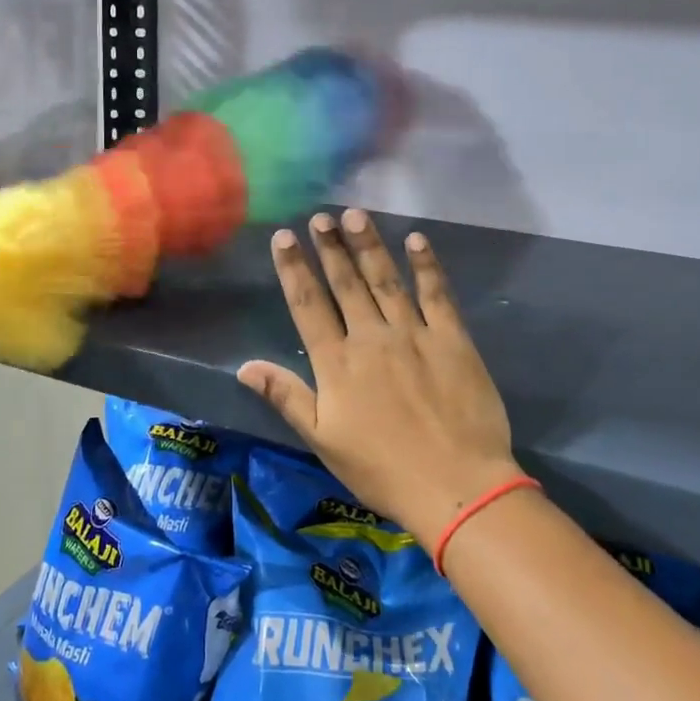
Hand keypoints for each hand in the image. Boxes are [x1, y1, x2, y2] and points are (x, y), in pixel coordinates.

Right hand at [237, 210, 522, 544]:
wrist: (455, 485)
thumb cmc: (382, 470)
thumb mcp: (323, 440)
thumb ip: (286, 397)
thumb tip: (244, 366)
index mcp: (337, 363)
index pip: (308, 305)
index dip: (294, 269)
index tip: (284, 237)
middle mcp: (371, 338)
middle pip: (346, 284)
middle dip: (330, 247)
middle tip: (320, 217)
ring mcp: (413, 334)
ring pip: (385, 280)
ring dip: (368, 245)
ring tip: (355, 215)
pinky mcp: (452, 339)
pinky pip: (437, 293)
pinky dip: (426, 265)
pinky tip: (416, 240)